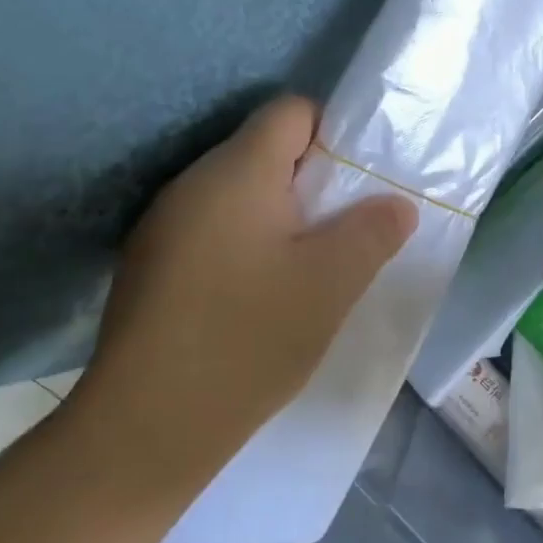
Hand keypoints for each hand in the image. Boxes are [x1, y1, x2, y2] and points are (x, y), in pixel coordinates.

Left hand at [66, 96, 416, 503]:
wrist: (145, 430)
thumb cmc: (249, 339)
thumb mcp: (332, 283)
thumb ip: (374, 231)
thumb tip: (397, 204)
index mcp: (236, 172)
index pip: (292, 112)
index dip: (335, 135)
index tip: (360, 184)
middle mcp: (192, 184)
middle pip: (266, 151)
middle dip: (313, 182)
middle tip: (347, 230)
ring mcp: (163, 226)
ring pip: (240, 195)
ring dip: (281, 217)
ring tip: (310, 268)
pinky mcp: (151, 266)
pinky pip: (214, 230)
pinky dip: (248, 245)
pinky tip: (261, 296)